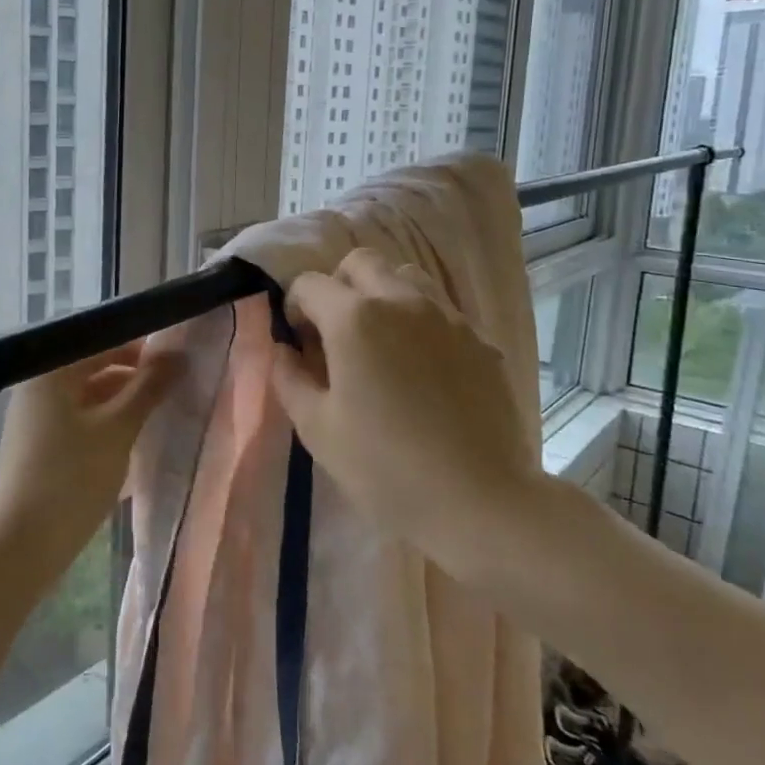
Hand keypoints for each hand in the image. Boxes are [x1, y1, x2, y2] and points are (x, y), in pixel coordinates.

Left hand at [0, 341, 182, 580]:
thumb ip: (148, 388)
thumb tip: (177, 355)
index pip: (104, 339)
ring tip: (168, 410)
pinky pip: (85, 421)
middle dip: (137, 375)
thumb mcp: (117, 430)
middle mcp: (41, 386)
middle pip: (97, 366)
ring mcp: (40, 418)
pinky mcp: (45, 446)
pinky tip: (141, 437)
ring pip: (93, 396)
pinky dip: (112, 424)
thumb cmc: (69, 480)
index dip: (143, 345)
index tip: (181, 356)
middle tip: (181, 384)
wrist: (18, 550)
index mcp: (52, 371)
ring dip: (128, 401)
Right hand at [270, 249, 553, 586]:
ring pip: (406, 277)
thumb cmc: (385, 468)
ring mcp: (447, 317)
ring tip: (381, 343)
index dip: (294, 307)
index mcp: (354, 319)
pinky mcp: (480, 340)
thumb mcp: (317, 429)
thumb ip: (289, 378)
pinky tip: (422, 369)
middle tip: (336, 334)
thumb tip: (283, 350)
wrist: (480, 501)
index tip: (299, 343)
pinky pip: (441, 310)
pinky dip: (420, 321)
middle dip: (339, 287)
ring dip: (383, 295)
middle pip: (361, 263)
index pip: (310, 283)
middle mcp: (402, 301)